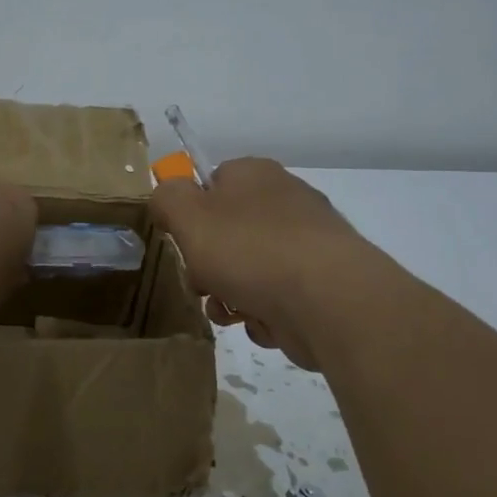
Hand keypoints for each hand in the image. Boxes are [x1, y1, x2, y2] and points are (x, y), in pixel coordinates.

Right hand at [148, 158, 366, 366]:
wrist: (330, 302)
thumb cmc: (250, 250)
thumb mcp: (188, 216)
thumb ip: (166, 199)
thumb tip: (167, 196)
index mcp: (255, 175)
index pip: (211, 182)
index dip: (190, 213)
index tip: (183, 242)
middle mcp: (286, 201)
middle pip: (228, 232)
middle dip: (208, 265)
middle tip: (203, 284)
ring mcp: (308, 243)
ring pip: (249, 269)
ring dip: (230, 295)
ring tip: (232, 311)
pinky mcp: (323, 284)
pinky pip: (277, 297)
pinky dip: (263, 312)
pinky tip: (264, 322)